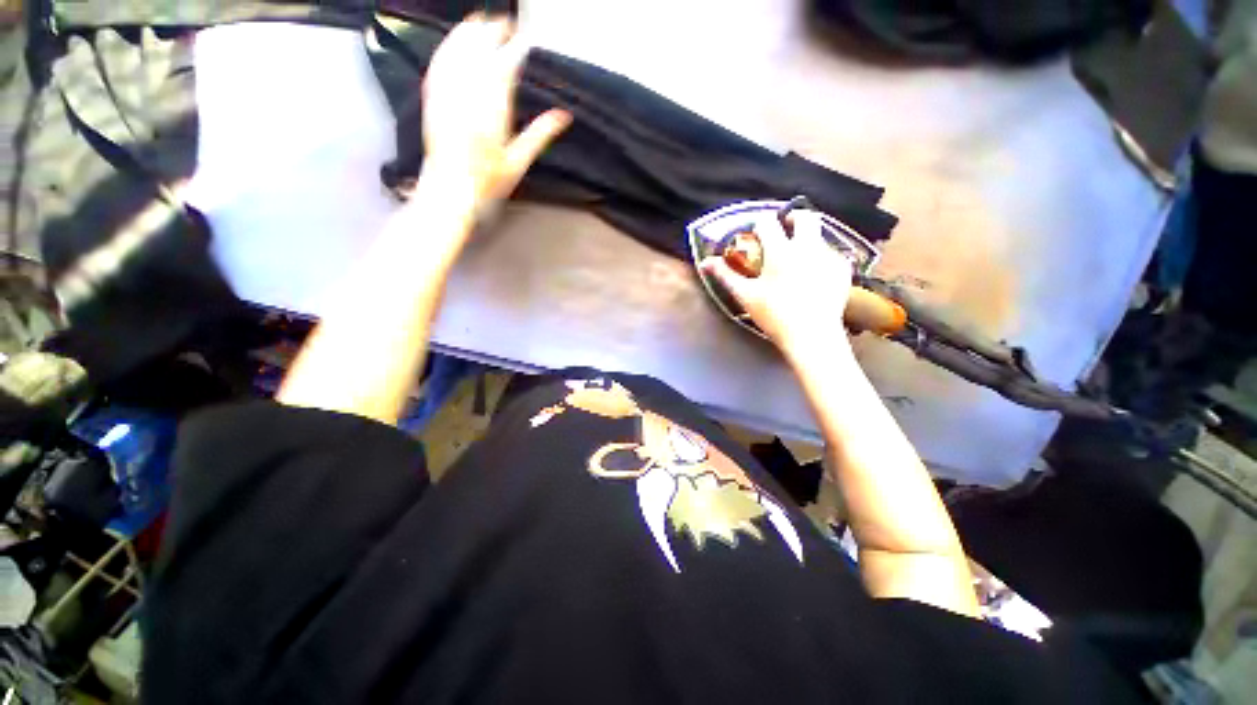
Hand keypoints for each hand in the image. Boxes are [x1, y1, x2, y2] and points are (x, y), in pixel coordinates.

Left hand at [421, 15, 571, 207]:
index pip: (502, 66)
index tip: (519, 36)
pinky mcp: (432, 98)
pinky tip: (452, 42)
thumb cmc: (487, 180)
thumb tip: (563, 116)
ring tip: (478, 22)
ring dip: (467, 33)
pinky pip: (438, 64)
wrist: (450, 188)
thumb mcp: (519, 161)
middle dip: (489, 32)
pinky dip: (446, 48)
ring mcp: (447, 94)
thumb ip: (540, 135)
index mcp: (492, 111)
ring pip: (456, 52)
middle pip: (477, 51)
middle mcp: (468, 96)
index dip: (511, 47)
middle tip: (501, 23)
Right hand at [700, 211, 853, 355]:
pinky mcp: (842, 270)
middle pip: (804, 216)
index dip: (759, 225)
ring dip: (806, 239)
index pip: (768, 223)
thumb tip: (705, 262)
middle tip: (784, 230)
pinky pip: (831, 253)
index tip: (756, 235)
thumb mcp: (745, 295)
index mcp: (781, 251)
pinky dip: (820, 257)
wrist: (811, 335)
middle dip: (792, 218)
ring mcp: (828, 257)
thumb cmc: (774, 315)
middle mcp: (807, 247)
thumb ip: (725, 275)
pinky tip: (813, 274)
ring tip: (796, 259)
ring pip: (819, 234)